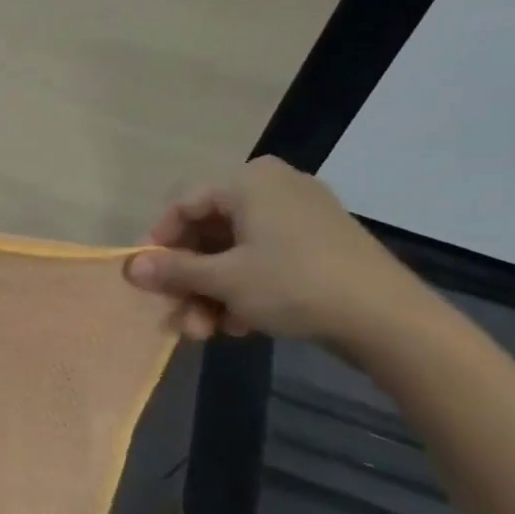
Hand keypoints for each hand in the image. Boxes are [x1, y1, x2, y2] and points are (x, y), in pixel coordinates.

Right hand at [124, 157, 430, 347]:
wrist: (386, 318)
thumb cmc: (294, 284)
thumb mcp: (225, 280)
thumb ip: (173, 271)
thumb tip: (129, 267)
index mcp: (249, 181)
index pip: (184, 205)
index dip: (159, 243)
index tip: (149, 280)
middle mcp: (273, 187)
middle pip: (209, 233)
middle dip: (190, 281)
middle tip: (180, 317)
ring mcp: (299, 215)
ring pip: (235, 252)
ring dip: (214, 293)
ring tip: (208, 332)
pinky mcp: (318, 244)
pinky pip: (264, 260)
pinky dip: (245, 291)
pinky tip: (241, 326)